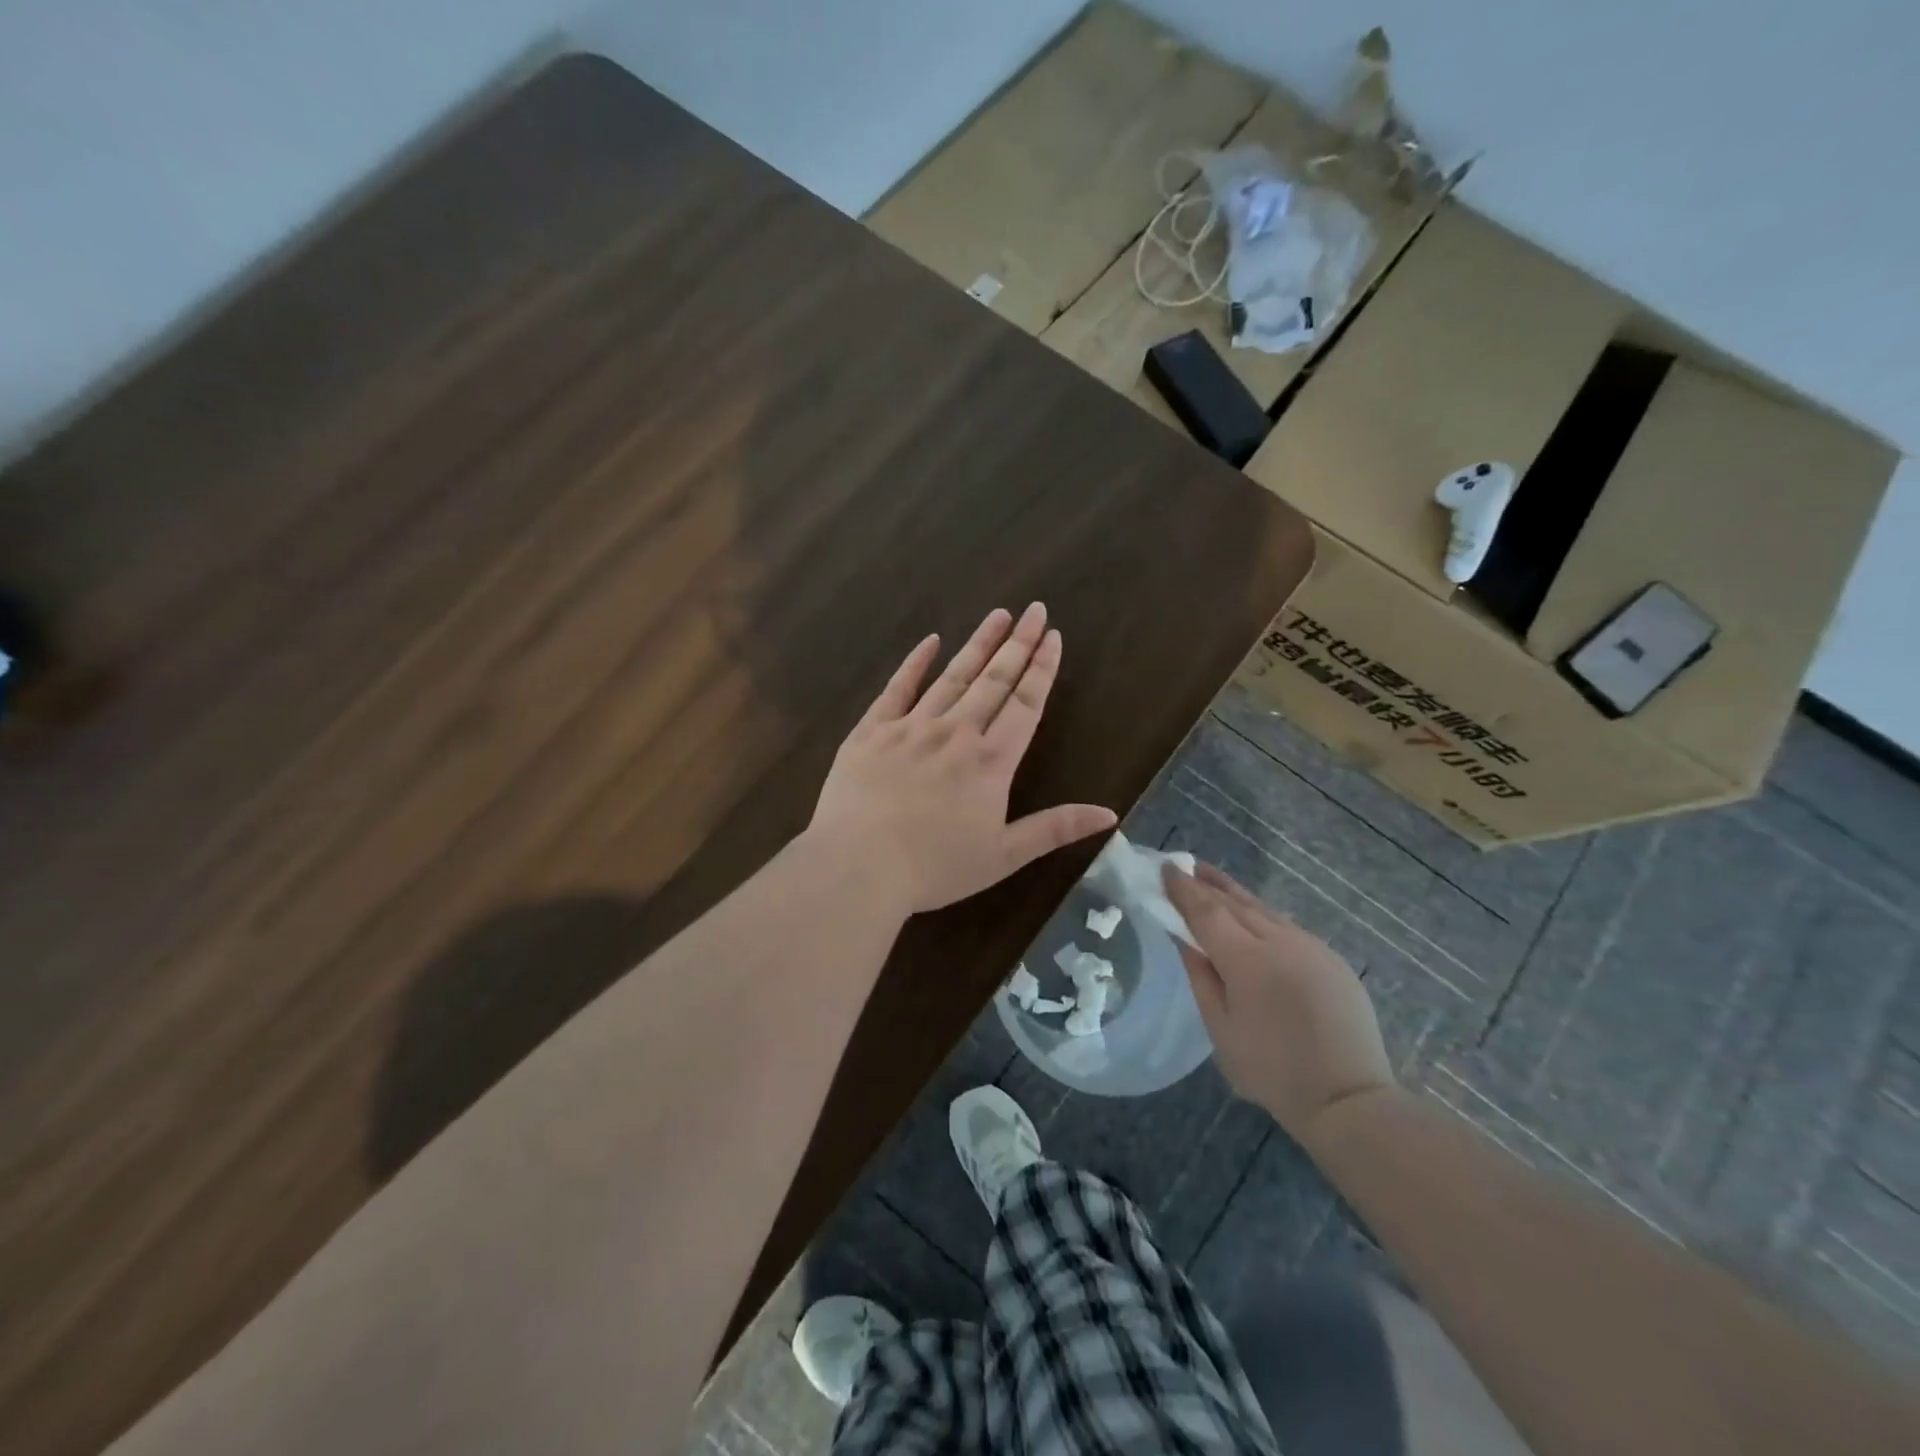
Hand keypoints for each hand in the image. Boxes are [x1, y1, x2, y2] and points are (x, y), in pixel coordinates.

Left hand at [807, 604, 1117, 914]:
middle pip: (994, 680)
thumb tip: (1109, 813)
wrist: (858, 866)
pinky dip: (915, 663)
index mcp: (991, 762)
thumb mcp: (1003, 856)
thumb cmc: (935, 867)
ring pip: (952, 676)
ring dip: (978, 644)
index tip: (1054, 637)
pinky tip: (931, 641)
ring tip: (998, 615)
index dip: (1042, 669)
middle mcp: (956, 733)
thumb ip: (1055, 829)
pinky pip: (898, 688)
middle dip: (1018, 643)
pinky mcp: (871, 731)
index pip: (1025, 704)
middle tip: (1035, 610)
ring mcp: (911, 727)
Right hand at [1165, 862, 1393, 1143]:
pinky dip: (1262, 915)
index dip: (1183, 889)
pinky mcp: (1332, 959)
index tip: (1166, 868)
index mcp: (1247, 960)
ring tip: (1212, 880)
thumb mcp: (1220, 1029)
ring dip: (1235, 893)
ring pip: (1264, 910)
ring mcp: (1311, 947)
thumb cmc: (1272, 1071)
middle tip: (1185, 867)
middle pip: (1236, 902)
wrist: (1349, 1100)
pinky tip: (1253, 917)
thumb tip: (1183, 939)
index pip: (1206, 910)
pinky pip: (1288, 927)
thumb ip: (1201, 977)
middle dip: (1207, 883)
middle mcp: (1280, 941)